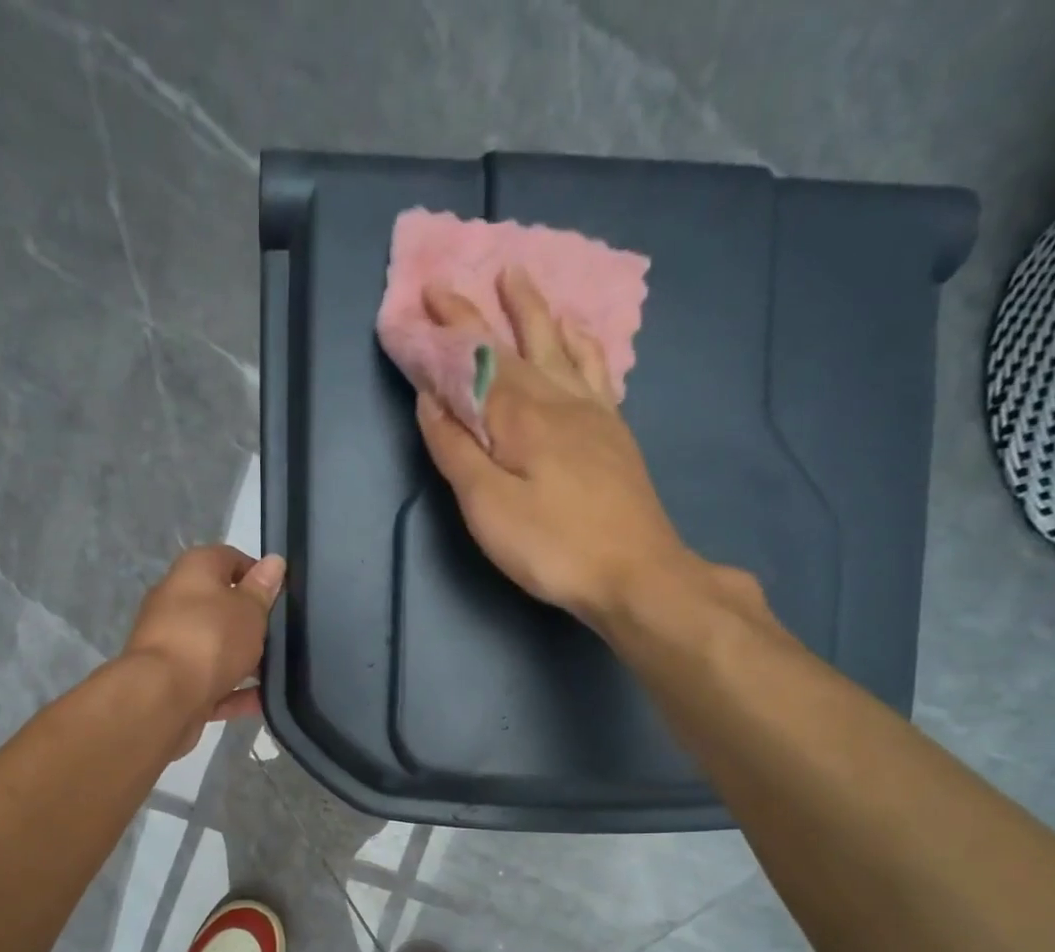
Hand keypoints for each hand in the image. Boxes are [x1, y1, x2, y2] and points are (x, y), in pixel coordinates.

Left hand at [123, 545, 285, 757]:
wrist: (163, 696)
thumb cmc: (211, 638)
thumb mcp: (249, 609)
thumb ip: (262, 589)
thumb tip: (274, 561)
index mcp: (193, 571)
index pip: (229, 559)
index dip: (257, 574)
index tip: (281, 596)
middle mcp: (176, 601)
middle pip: (220, 606)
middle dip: (251, 623)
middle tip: (282, 636)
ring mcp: (171, 644)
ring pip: (215, 647)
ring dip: (244, 660)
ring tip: (278, 672)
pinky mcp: (172, 681)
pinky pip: (210, 681)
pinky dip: (234, 691)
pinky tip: (263, 701)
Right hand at [415, 268, 743, 634]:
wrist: (635, 572)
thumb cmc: (552, 546)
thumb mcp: (488, 506)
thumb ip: (457, 451)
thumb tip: (430, 400)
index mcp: (521, 417)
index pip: (474, 364)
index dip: (445, 335)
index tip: (418, 302)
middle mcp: (557, 400)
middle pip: (512, 347)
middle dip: (474, 314)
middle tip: (446, 284)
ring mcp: (592, 412)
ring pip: (558, 345)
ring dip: (532, 310)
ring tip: (516, 276)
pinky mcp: (613, 432)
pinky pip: (596, 369)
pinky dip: (581, 342)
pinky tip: (578, 333)